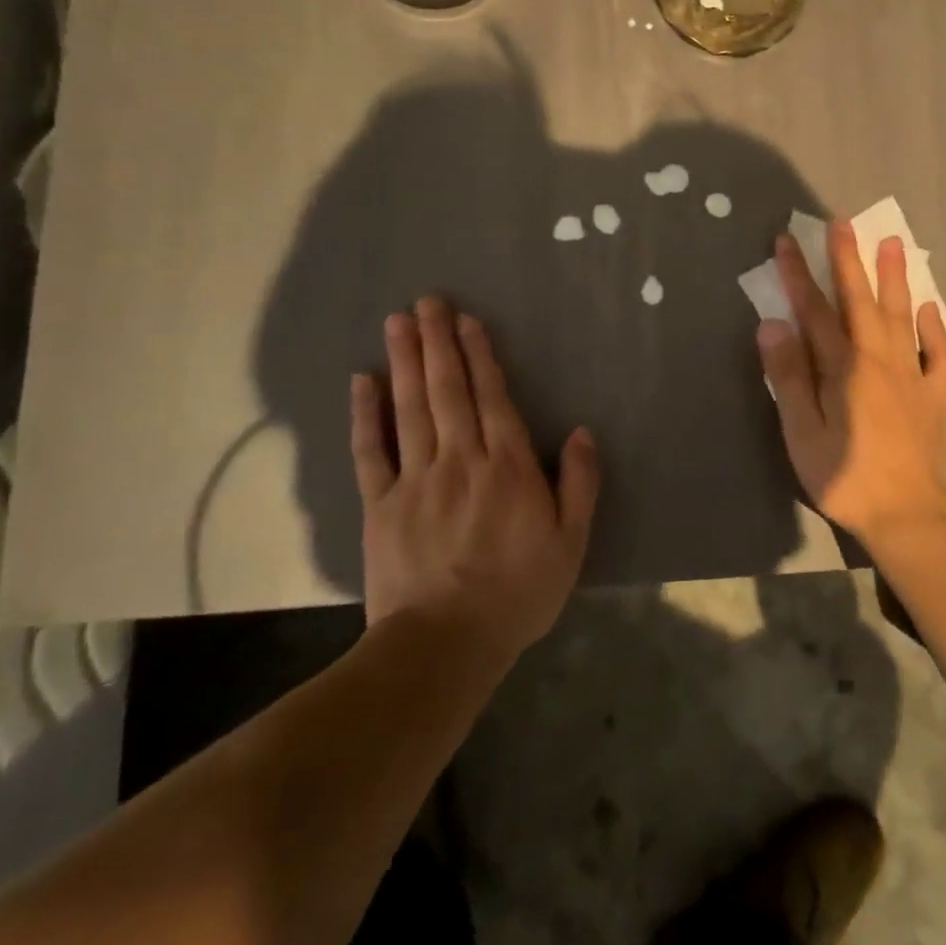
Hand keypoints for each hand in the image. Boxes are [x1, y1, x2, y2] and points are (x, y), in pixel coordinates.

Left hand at [350, 297, 598, 655]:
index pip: (492, 398)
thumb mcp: (571, 542)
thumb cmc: (518, 592)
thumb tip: (583, 432)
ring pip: (410, 409)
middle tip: (427, 301)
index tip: (467, 321)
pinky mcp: (381, 504)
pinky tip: (362, 382)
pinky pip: (371, 451)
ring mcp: (416, 479)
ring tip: (399, 322)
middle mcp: (461, 460)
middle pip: (448, 391)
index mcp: (508, 467)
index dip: (480, 356)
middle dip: (438, 342)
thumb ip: (580, 484)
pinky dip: (366, 415)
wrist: (445, 644)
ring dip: (405, 362)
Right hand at [756, 222, 945, 541]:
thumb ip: (788, 377)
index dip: (798, 275)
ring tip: (892, 244)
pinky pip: (940, 354)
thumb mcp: (803, 432)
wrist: (910, 514)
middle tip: (843, 223)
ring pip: (902, 316)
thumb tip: (773, 324)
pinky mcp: (936, 396)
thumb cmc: (845, 477)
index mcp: (843, 367)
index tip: (787, 242)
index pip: (814, 311)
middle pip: (861, 301)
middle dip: (848, 260)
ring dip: (894, 279)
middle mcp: (879, 360)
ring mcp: (913, 375)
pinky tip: (930, 309)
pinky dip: (935, 328)